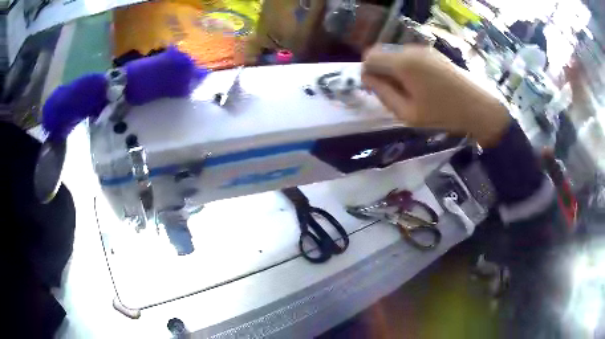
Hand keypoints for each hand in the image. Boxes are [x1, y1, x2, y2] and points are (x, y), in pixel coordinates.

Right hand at [362, 45, 510, 146]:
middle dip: (380, 70)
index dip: (367, 72)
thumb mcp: (408, 113)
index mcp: (402, 63)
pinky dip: (406, 67)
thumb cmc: (443, 114)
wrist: (479, 107)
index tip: (375, 89)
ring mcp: (423, 49)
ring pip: (395, 54)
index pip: (370, 57)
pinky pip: (409, 56)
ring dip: (394, 69)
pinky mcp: (433, 52)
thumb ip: (383, 94)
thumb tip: (368, 79)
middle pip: (381, 53)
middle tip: (392, 92)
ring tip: (410, 90)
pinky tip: (421, 84)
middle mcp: (410, 50)